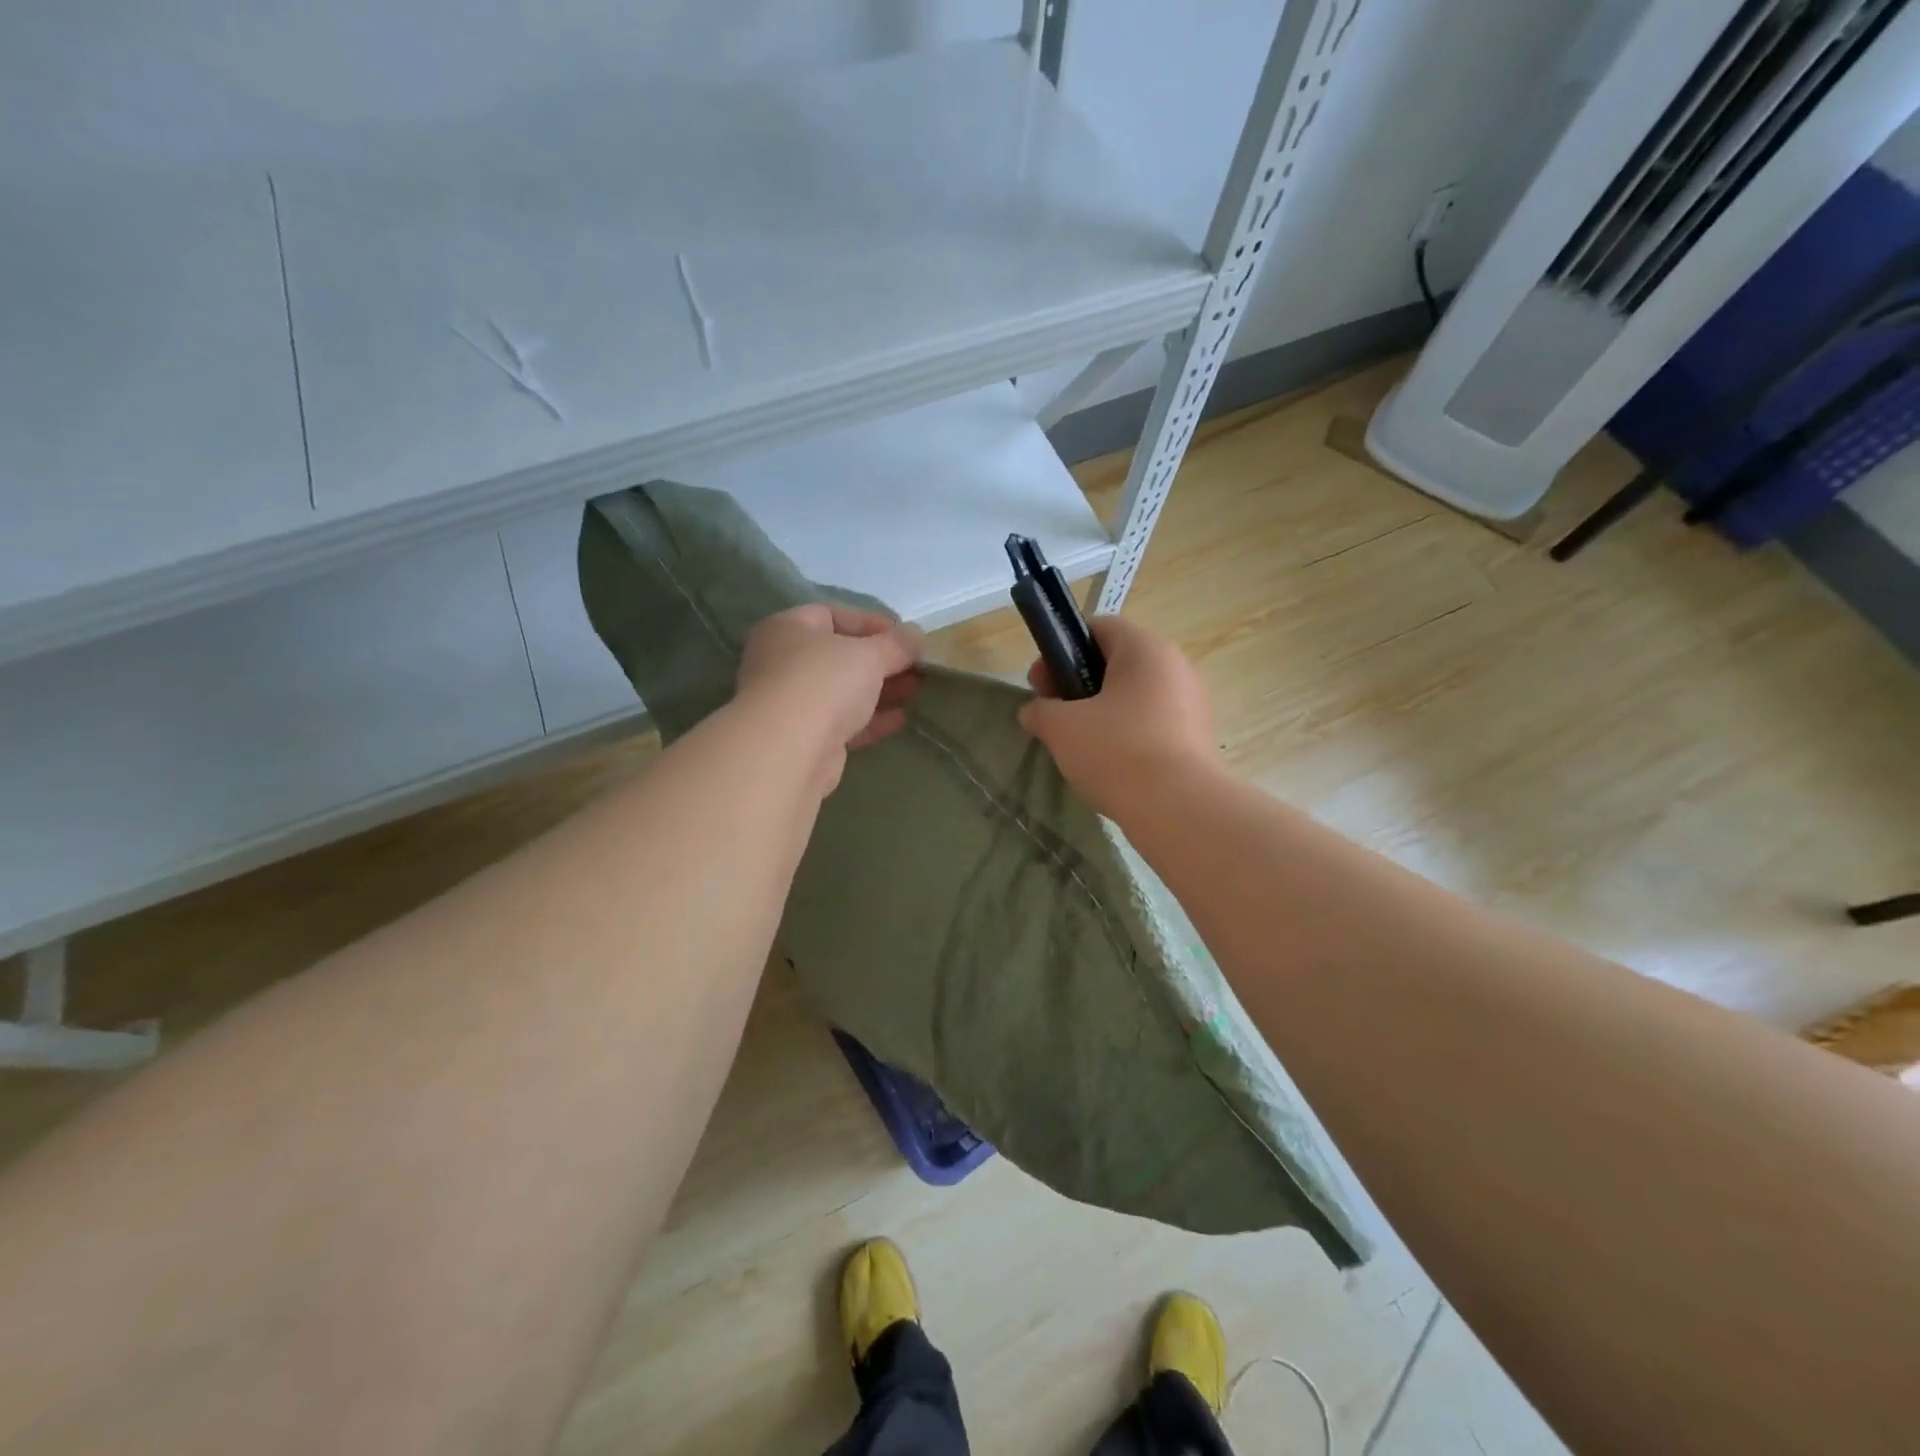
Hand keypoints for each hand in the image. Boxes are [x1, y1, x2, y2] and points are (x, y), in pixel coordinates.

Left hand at [736, 604, 924, 796]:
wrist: (790, 751)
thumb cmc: (824, 682)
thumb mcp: (869, 654)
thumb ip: (896, 644)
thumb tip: (917, 635)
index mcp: (788, 629)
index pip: (832, 615)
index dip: (871, 623)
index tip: (905, 638)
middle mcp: (783, 663)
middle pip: (839, 656)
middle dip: (881, 661)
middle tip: (916, 667)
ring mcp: (792, 704)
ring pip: (843, 692)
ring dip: (880, 690)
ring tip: (916, 691)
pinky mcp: (805, 739)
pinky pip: (843, 723)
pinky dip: (871, 719)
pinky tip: (902, 719)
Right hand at [1018, 615, 1216, 818]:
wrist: (1178, 808)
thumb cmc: (1116, 751)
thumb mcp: (1061, 727)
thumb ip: (1040, 711)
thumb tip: (1034, 711)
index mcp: (1144, 648)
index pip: (1098, 627)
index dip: (1062, 650)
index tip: (1041, 684)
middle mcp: (1174, 665)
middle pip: (1116, 662)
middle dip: (1078, 684)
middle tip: (1054, 715)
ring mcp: (1191, 701)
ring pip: (1134, 695)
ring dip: (1102, 711)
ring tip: (1079, 745)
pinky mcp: (1198, 736)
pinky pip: (1152, 722)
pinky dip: (1127, 734)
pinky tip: (1110, 763)